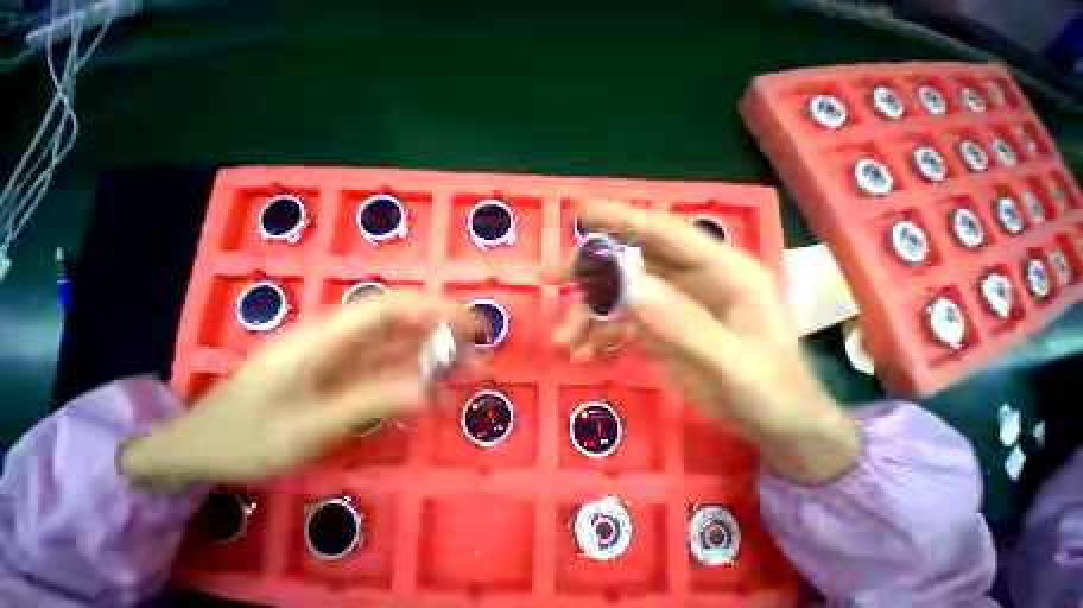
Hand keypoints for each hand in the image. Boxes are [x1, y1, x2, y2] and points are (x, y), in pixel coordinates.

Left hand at [121, 294, 470, 483]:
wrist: (198, 449)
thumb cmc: (242, 437)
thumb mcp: (304, 428)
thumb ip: (369, 403)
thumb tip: (430, 391)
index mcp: (325, 337)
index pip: (391, 307)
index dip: (435, 308)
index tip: (471, 322)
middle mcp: (342, 339)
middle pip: (405, 323)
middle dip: (447, 330)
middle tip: (483, 346)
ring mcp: (346, 358)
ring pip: (404, 347)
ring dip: (440, 356)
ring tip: (474, 371)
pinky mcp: (349, 375)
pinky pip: (392, 371)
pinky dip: (419, 379)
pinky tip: (439, 396)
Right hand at [547, 201, 859, 483]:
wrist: (777, 425)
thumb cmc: (771, 391)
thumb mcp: (734, 365)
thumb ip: (685, 325)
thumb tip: (631, 288)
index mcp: (721, 271)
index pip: (664, 232)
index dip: (621, 217)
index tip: (579, 210)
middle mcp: (690, 279)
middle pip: (629, 260)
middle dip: (587, 269)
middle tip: (547, 277)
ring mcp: (670, 303)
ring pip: (616, 294)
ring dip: (586, 314)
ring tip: (565, 341)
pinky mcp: (656, 326)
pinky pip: (618, 321)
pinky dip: (596, 334)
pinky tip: (582, 353)